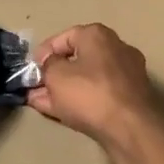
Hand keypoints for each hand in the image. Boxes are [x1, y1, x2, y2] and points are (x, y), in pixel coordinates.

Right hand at [26, 24, 162, 152]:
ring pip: (87, 78)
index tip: (32, 68)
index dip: (44, 52)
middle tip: (35, 86)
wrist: (130, 128)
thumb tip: (49, 63)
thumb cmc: (88, 93)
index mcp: (98, 35)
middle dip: (54, 73)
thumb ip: (47, 65)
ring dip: (64, 89)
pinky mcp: (131, 97)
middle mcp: (116, 49)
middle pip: (77, 58)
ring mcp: (127, 74)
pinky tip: (60, 111)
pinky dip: (80, 99)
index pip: (64, 37)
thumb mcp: (55, 75)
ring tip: (41, 101)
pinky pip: (98, 93)